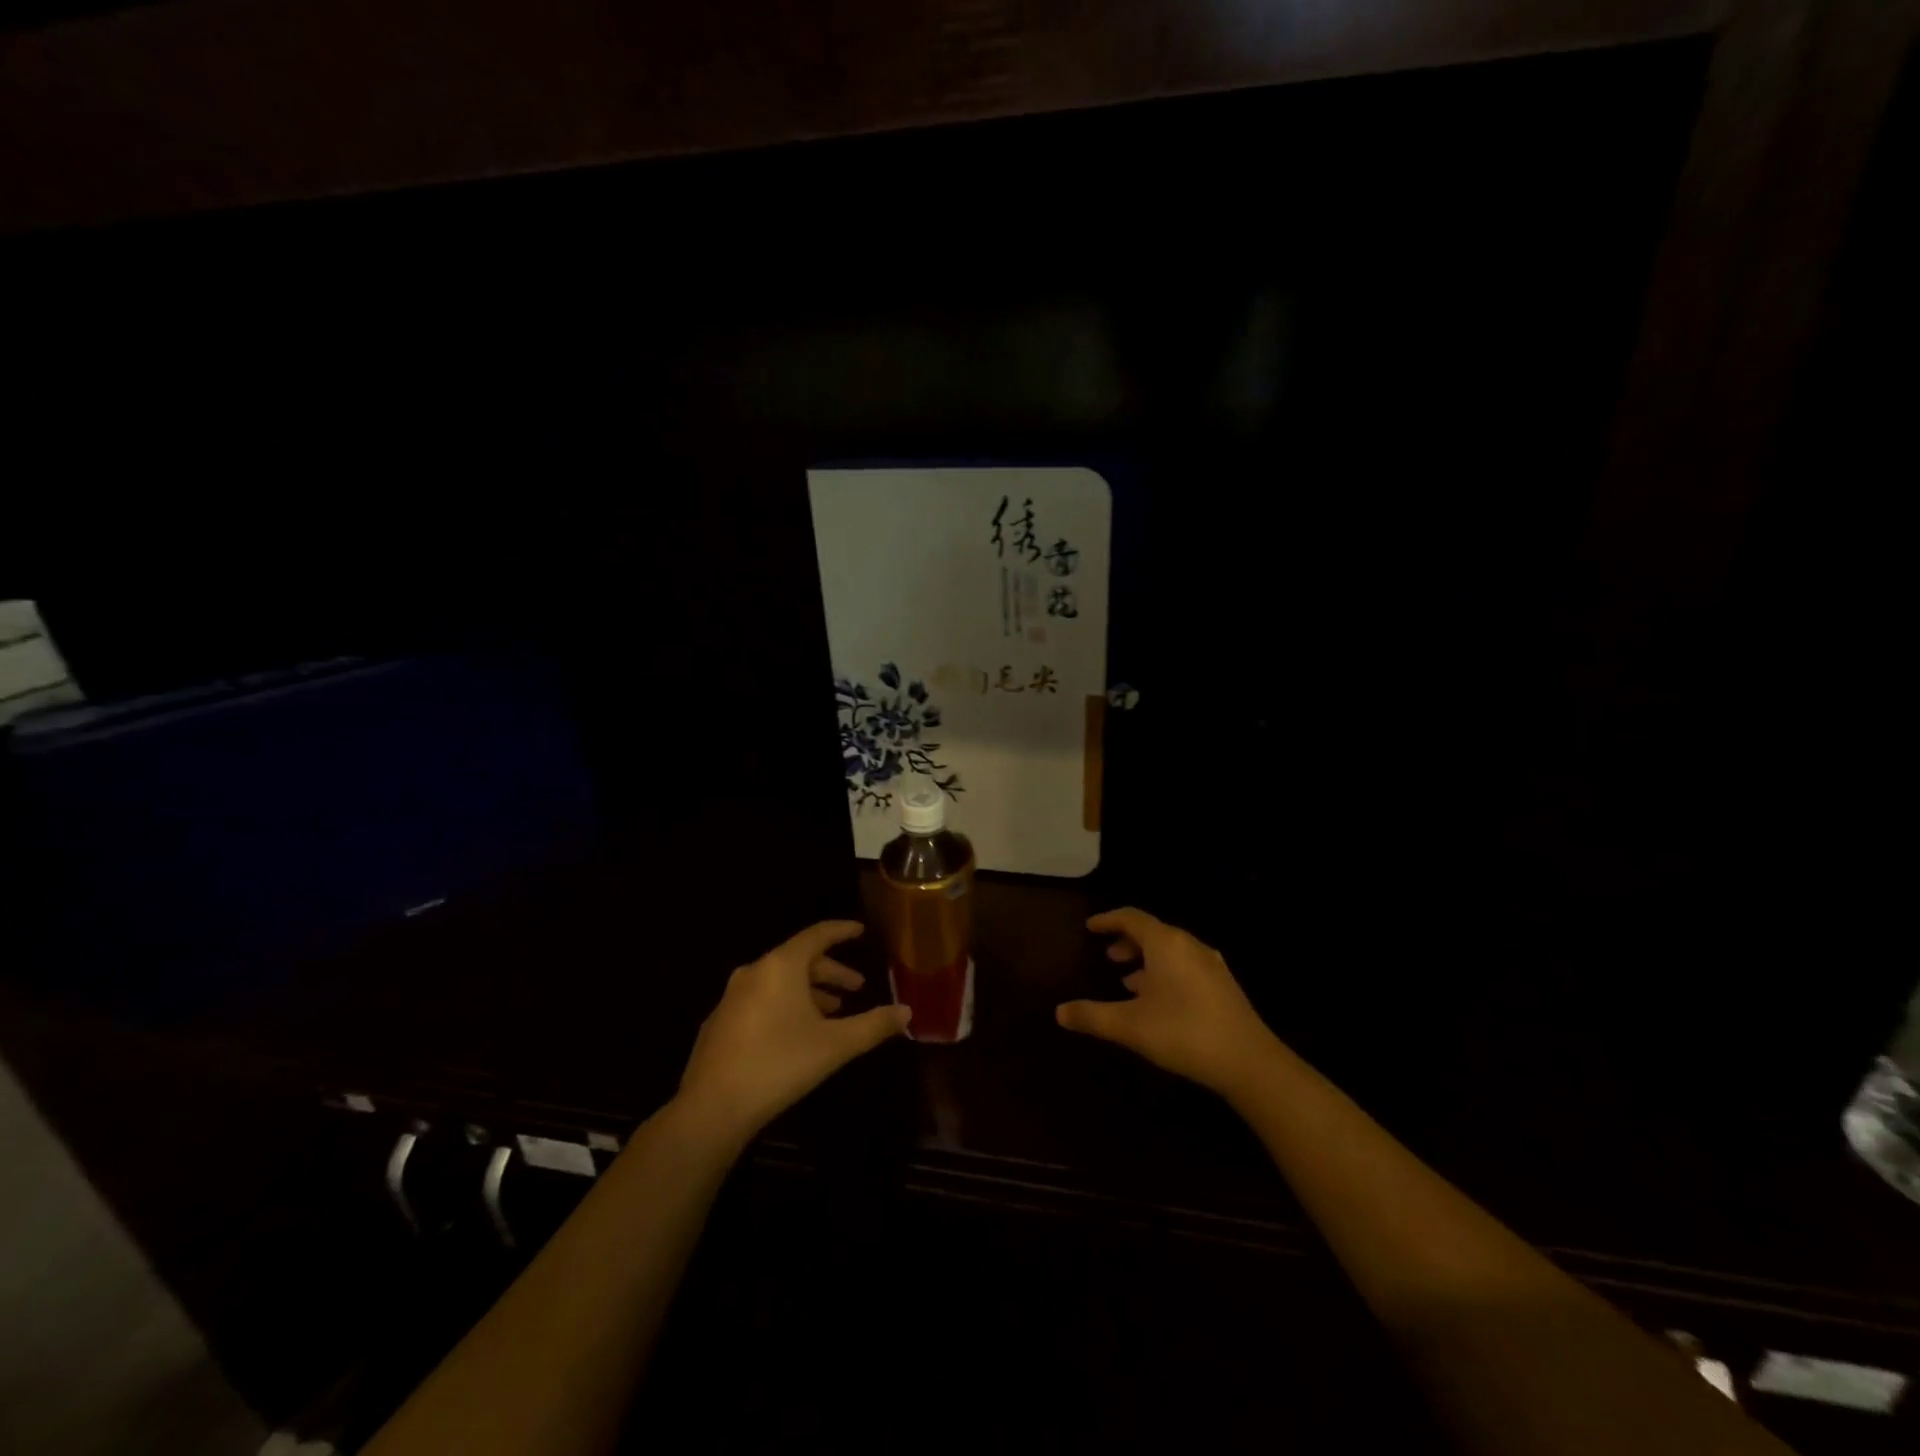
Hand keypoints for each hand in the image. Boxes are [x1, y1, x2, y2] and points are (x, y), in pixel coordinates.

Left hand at [677, 920, 910, 1143]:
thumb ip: (873, 1025)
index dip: (841, 931)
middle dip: (830, 971)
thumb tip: (906, 1012)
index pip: (817, 935)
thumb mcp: (835, 1045)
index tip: (860, 930)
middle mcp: (754, 971)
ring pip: (779, 981)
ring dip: (809, 991)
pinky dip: (785, 1004)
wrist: (711, 1108)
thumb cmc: (779, 1064)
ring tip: (832, 1012)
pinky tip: (796, 1032)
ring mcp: (732, 997)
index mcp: (781, 966)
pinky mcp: (720, 1022)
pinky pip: (761, 999)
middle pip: (799, 959)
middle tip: (856, 987)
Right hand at [1057, 907, 1278, 1098]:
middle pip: (1152, 932)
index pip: (1132, 918)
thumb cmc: (1184, 1033)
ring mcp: (1210, 965)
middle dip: (1127, 941)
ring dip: (1146, 959)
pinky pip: (1185, 965)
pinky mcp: (1222, 986)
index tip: (1090, 926)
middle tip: (1107, 955)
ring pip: (1170, 950)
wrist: (1249, 1061)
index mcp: (1166, 944)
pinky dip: (1164, 971)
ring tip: (1127, 979)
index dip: (1108, 920)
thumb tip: (1059, 1012)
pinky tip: (1158, 999)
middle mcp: (1189, 945)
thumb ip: (1092, 1016)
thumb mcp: (1130, 1026)